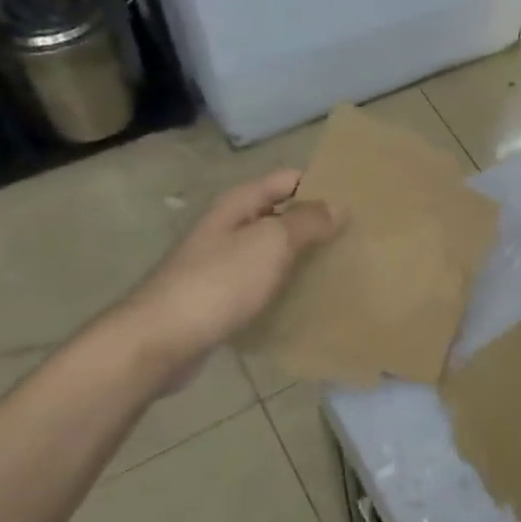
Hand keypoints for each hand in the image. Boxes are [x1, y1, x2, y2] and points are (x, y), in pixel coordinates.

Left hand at [111, 170, 341, 381]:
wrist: (160, 341)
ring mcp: (224, 263)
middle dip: (318, 223)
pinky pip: (265, 282)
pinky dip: (287, 286)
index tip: (359, 199)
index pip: (289, 179)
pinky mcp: (223, 297)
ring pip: (275, 250)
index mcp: (239, 204)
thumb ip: (307, 221)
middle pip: (282, 215)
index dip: (321, 184)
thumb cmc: (219, 282)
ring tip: (345, 266)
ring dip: (305, 256)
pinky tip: (311, 299)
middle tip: (360, 236)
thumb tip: (338, 206)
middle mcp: (230, 227)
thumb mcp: (271, 242)